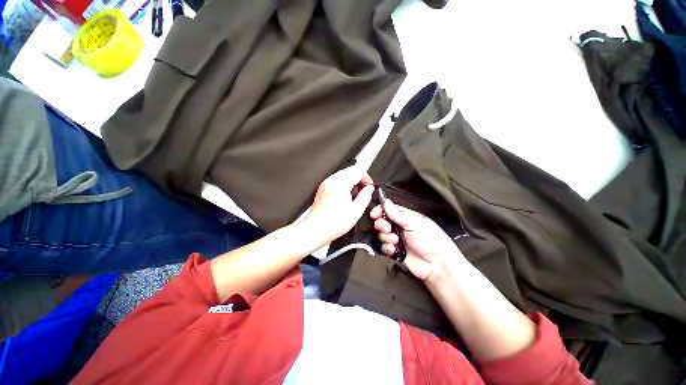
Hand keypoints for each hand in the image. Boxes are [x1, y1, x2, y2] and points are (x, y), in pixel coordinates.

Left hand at [304, 165, 374, 244]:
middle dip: (360, 179)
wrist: (316, 230)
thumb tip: (369, 189)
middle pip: (350, 171)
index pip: (357, 171)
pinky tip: (346, 197)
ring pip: (344, 175)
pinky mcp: (323, 188)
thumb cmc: (332, 224)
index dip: (366, 178)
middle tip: (364, 191)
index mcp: (339, 184)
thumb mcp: (355, 211)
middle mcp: (331, 181)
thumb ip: (365, 197)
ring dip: (352, 182)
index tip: (369, 186)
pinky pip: (337, 180)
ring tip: (355, 196)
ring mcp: (326, 184)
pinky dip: (344, 185)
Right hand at [370, 200, 464, 282]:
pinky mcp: (395, 252)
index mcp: (406, 217)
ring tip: (395, 241)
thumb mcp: (414, 223)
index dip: (380, 211)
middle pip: (382, 222)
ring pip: (381, 235)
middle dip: (382, 225)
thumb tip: (386, 201)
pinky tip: (394, 250)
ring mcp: (397, 239)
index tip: (374, 214)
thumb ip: (397, 213)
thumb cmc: (430, 240)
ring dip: (386, 237)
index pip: (389, 209)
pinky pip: (383, 247)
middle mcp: (400, 227)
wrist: (436, 265)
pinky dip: (387, 248)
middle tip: (387, 228)